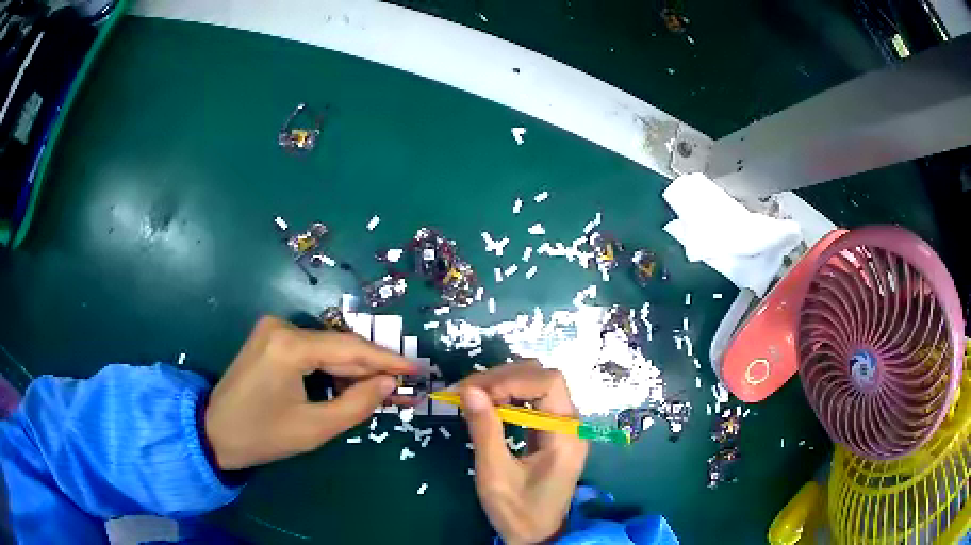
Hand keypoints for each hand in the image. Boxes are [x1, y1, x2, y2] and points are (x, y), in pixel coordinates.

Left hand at [205, 316, 416, 470]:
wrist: (215, 432)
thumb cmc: (263, 435)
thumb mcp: (314, 428)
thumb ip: (356, 404)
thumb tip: (388, 384)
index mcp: (289, 346)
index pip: (349, 348)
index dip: (387, 359)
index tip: (417, 367)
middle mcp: (282, 327)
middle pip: (338, 347)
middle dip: (371, 369)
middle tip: (403, 387)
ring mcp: (273, 330)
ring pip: (326, 349)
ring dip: (352, 371)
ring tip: (382, 391)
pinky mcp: (269, 339)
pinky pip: (311, 352)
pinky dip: (331, 370)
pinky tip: (350, 386)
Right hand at [458, 361, 587, 544]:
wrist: (537, 536)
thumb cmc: (517, 511)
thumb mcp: (495, 475)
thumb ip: (485, 431)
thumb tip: (469, 389)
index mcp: (565, 436)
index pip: (549, 382)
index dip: (511, 379)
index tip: (476, 392)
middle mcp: (571, 425)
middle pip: (544, 378)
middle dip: (504, 378)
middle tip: (467, 391)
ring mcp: (564, 429)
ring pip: (539, 386)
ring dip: (505, 384)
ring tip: (474, 396)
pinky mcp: (553, 434)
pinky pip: (535, 402)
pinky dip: (510, 398)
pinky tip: (489, 406)